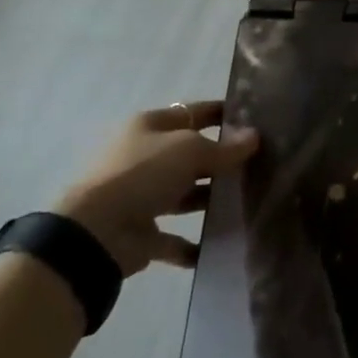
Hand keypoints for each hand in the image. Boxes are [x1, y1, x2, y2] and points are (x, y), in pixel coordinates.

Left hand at [55, 101, 258, 275]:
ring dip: (211, 200)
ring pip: (185, 195)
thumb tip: (254, 137)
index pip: (194, 112)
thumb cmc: (143, 174)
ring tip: (249, 202)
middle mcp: (145, 158)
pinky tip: (222, 245)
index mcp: (150, 127)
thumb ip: (224, 147)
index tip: (255, 118)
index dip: (222, 114)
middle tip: (261, 164)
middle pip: (191, 155)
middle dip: (222, 160)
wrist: (96, 233)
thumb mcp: (189, 150)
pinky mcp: (142, 233)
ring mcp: (142, 197)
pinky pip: (175, 238)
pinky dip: (195, 244)